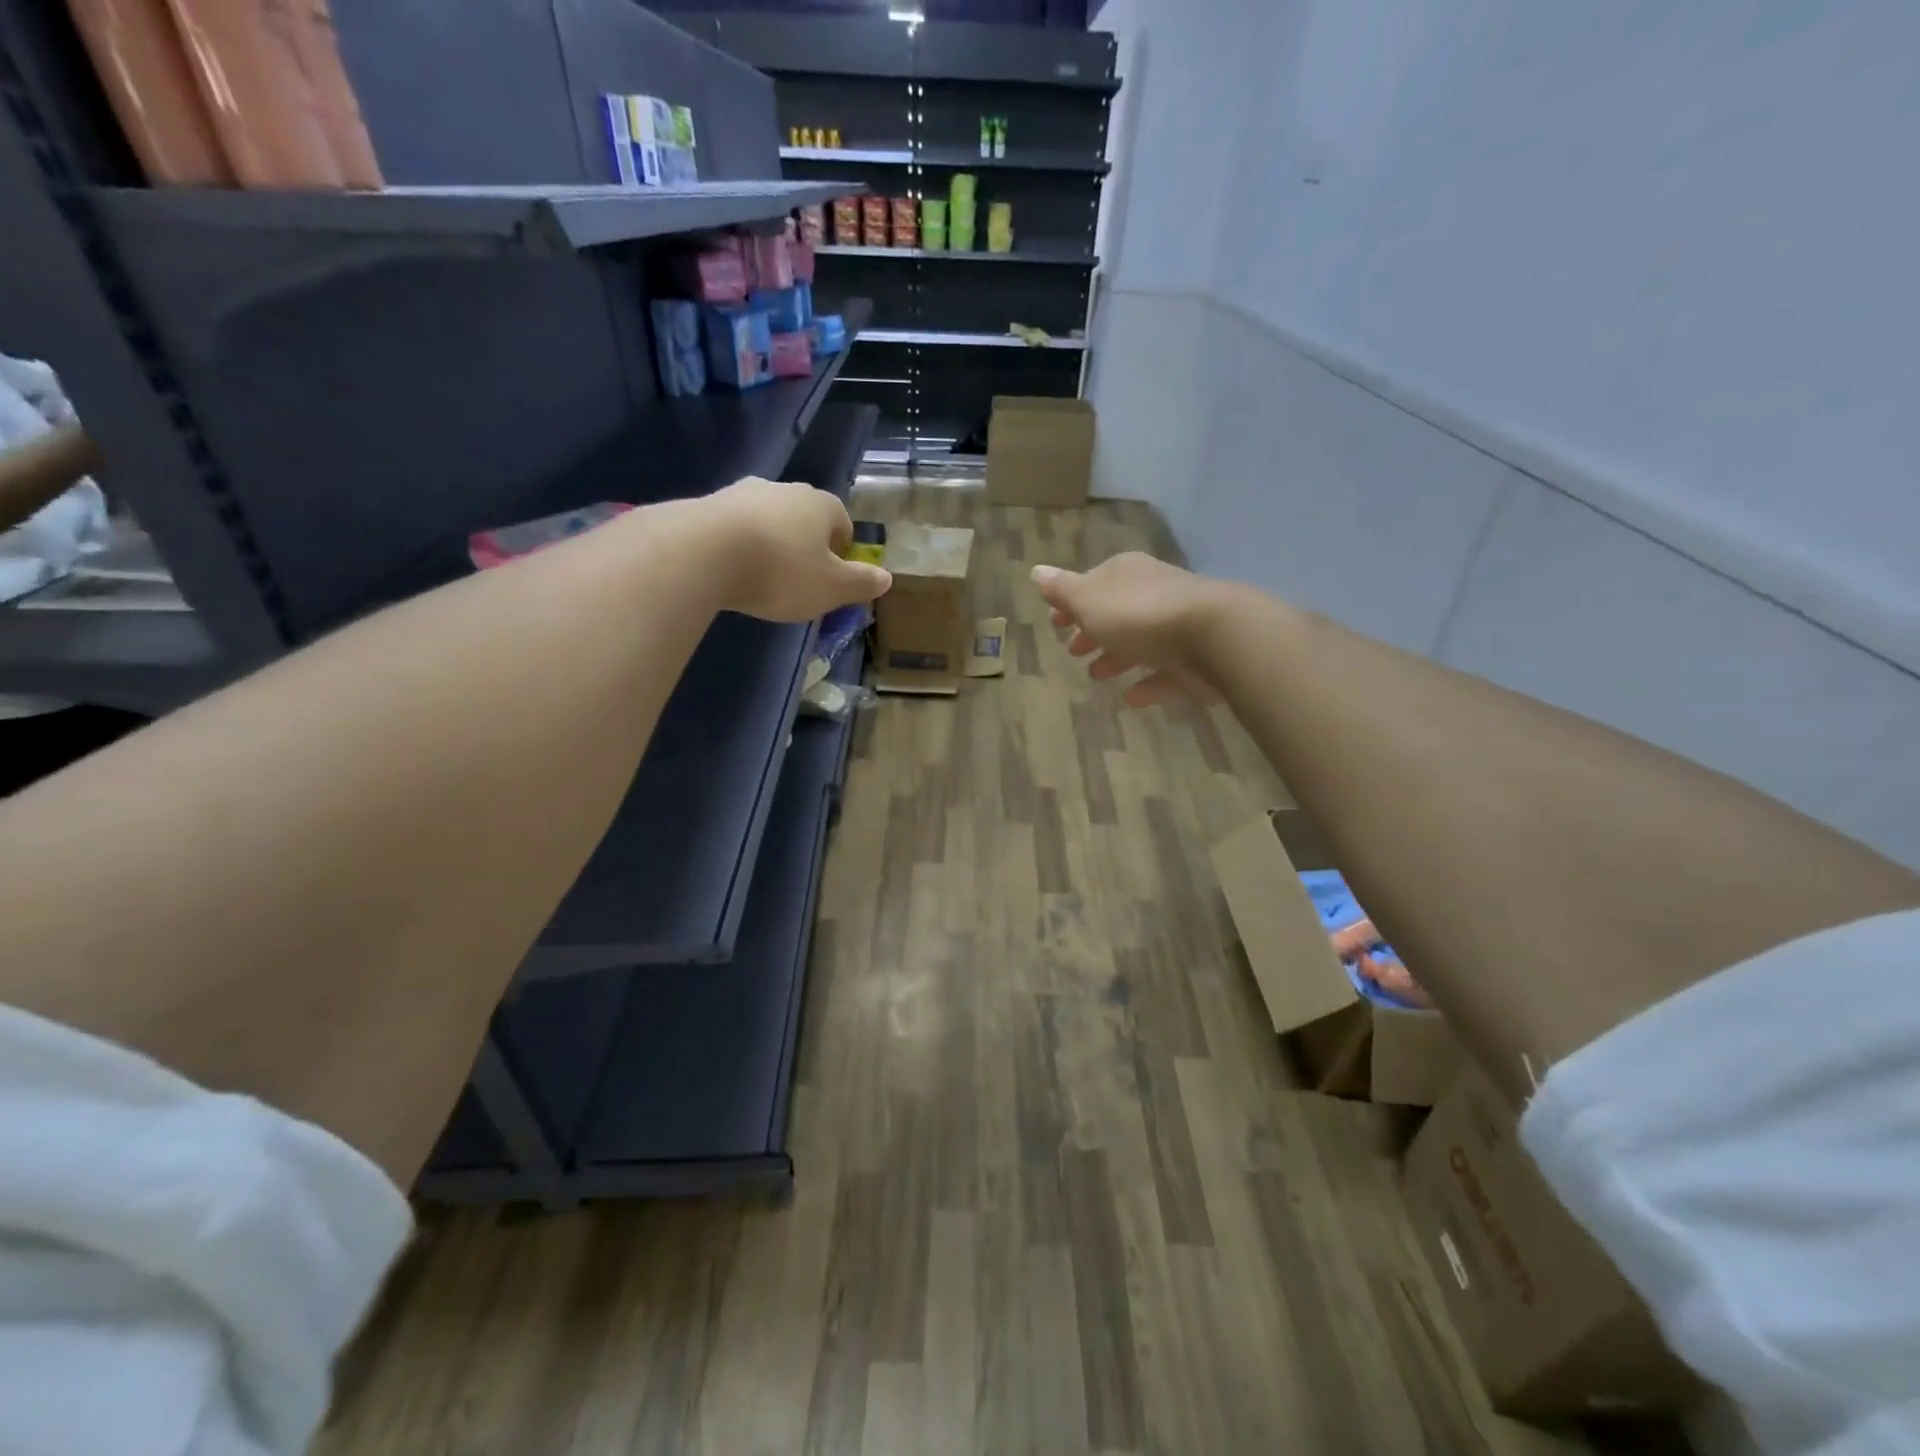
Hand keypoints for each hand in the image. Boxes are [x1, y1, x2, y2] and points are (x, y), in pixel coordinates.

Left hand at [698, 477, 890, 621]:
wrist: (701, 552)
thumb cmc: (780, 571)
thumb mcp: (831, 588)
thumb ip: (861, 583)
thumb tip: (886, 577)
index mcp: (821, 505)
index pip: (842, 522)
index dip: (841, 551)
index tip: (832, 576)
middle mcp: (784, 489)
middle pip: (804, 517)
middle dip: (804, 544)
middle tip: (798, 579)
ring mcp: (743, 492)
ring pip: (767, 519)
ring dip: (769, 542)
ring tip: (761, 577)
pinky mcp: (707, 504)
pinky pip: (734, 527)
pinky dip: (738, 545)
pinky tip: (731, 571)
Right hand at [1031, 553, 1230, 706]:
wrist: (1212, 636)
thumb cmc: (1139, 614)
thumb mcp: (1089, 600)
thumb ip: (1062, 590)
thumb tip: (1036, 571)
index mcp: (1126, 574)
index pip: (1092, 584)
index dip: (1070, 604)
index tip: (1054, 625)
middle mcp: (1152, 592)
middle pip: (1116, 612)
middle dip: (1093, 631)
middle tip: (1073, 652)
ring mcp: (1177, 625)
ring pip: (1140, 641)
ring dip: (1117, 656)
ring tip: (1097, 675)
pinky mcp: (1195, 658)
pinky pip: (1165, 671)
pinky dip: (1148, 682)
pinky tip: (1132, 698)